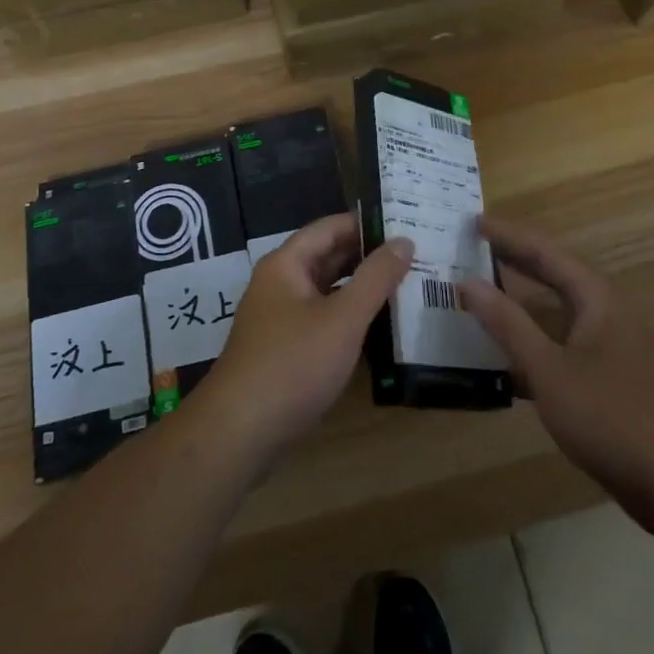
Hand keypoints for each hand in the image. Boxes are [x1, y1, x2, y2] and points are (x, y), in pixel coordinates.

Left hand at [196, 214, 411, 467]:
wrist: (240, 432)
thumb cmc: (293, 364)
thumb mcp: (343, 319)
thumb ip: (375, 278)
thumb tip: (404, 240)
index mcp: (286, 264)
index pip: (330, 228)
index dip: (365, 223)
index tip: (404, 221)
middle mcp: (279, 283)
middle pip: (327, 257)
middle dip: (367, 255)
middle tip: (414, 254)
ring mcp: (279, 318)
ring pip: (326, 291)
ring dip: (360, 288)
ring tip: (406, 286)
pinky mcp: (283, 349)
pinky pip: (321, 319)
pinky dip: (348, 317)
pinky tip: (379, 328)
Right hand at [460, 215, 653, 541]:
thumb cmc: (611, 416)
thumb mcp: (549, 369)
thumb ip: (507, 324)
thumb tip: (467, 283)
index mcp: (595, 298)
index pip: (544, 251)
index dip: (507, 235)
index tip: (472, 223)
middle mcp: (604, 313)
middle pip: (551, 276)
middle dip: (512, 262)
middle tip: (469, 251)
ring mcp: (609, 348)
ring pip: (555, 314)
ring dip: (518, 306)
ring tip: (477, 297)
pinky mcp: (608, 380)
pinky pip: (561, 346)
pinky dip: (531, 344)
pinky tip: (501, 361)